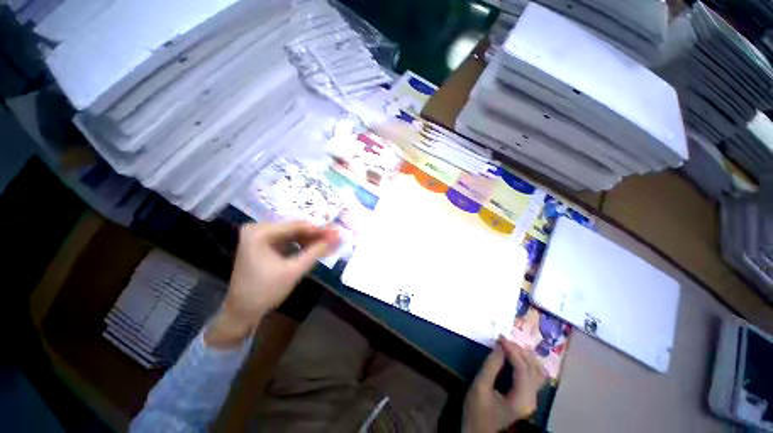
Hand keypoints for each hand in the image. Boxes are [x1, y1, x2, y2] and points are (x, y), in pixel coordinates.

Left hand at [205, 222, 339, 347]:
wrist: (242, 312)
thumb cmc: (265, 291)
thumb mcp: (294, 270)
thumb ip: (316, 252)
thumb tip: (337, 238)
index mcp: (259, 232)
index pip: (296, 226)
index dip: (319, 229)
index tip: (337, 231)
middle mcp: (258, 229)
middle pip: (295, 229)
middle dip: (316, 235)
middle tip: (336, 237)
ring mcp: (261, 237)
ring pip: (294, 234)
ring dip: (311, 240)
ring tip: (330, 243)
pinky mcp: (265, 245)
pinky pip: (288, 241)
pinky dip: (302, 245)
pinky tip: (316, 248)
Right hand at [462, 336, 547, 431]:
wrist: (479, 431)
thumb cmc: (477, 410)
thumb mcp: (480, 387)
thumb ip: (491, 366)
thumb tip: (499, 346)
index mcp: (521, 399)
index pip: (523, 369)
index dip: (512, 350)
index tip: (499, 337)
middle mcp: (532, 399)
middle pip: (532, 368)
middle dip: (518, 351)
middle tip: (502, 340)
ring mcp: (531, 398)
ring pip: (536, 371)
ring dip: (524, 355)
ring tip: (508, 345)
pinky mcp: (527, 397)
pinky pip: (533, 376)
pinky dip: (526, 363)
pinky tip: (516, 356)